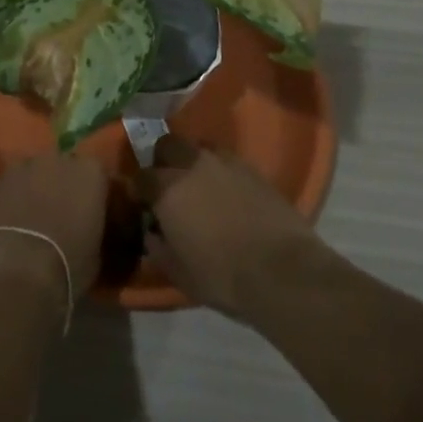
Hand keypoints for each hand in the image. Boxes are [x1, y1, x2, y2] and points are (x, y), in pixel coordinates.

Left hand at [0, 151, 109, 309]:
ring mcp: (24, 167)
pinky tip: (12, 222)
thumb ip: (93, 227)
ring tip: (34, 219)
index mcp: (90, 172)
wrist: (16, 270)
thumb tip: (87, 229)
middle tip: (63, 214)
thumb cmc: (67, 264)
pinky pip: (12, 186)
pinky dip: (13, 199)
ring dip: (36, 189)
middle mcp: (58, 160)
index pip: (99, 174)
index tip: (93, 213)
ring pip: (35, 173)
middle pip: (64, 168)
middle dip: (64, 186)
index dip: (94, 193)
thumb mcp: (96, 252)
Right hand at [137, 135, 325, 319]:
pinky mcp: (253, 169)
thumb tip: (152, 233)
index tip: (144, 204)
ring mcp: (225, 163)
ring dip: (194, 161)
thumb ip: (158, 248)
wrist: (283, 271)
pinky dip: (221, 171)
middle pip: (168, 145)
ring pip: (199, 147)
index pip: (141, 177)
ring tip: (201, 184)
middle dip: (164, 160)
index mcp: (167, 189)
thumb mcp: (179, 273)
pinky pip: (227, 160)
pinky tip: (228, 192)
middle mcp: (192, 166)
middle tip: (170, 185)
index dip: (139, 190)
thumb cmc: (222, 276)